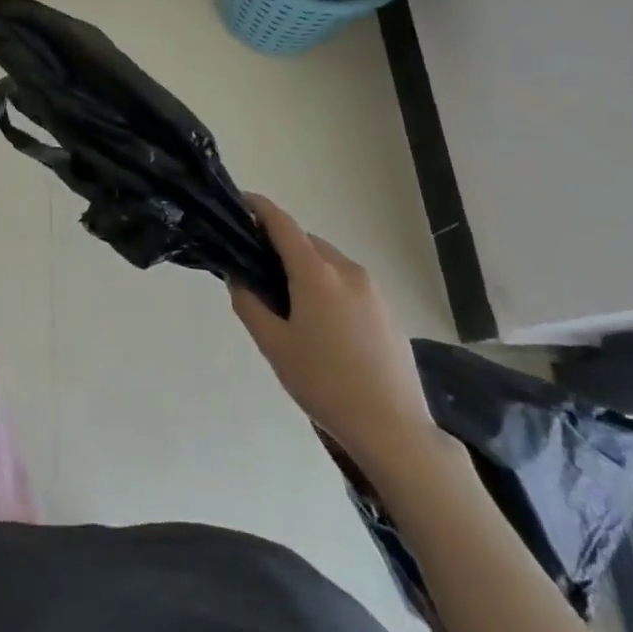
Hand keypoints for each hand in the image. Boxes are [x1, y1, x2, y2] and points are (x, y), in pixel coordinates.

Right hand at [230, 194, 440, 474]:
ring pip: (328, 261)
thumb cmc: (325, 384)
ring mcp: (372, 289)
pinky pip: (348, 282)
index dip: (260, 208)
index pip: (282, 224)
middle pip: (306, 241)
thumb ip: (249, 304)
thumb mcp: (274, 346)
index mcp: (316, 273)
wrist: (394, 429)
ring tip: (288, 300)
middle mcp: (346, 270)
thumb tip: (238, 277)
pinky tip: (321, 322)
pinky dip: (327, 284)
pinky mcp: (387, 310)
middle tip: (256, 267)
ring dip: (305, 266)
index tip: (241, 202)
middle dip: (280, 244)